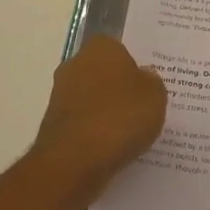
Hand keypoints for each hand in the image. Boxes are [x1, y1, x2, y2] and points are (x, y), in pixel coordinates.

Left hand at [30, 36, 166, 203]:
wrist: (74, 161)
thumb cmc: (120, 117)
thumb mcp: (155, 96)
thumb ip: (152, 81)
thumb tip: (143, 77)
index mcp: (101, 48)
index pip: (121, 49)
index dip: (135, 67)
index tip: (148, 86)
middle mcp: (76, 64)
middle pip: (104, 73)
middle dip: (119, 88)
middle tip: (142, 108)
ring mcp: (61, 94)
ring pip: (92, 99)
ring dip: (106, 112)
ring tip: (130, 134)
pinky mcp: (53, 124)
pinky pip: (83, 123)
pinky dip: (95, 132)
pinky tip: (111, 148)